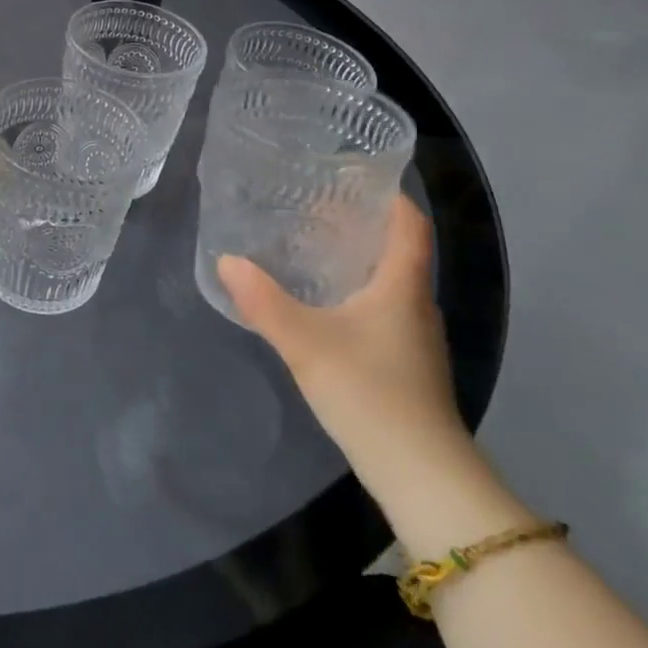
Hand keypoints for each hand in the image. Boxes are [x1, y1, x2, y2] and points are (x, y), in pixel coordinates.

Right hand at [217, 196, 474, 502]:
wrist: (420, 473)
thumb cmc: (369, 392)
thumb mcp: (305, 342)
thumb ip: (263, 301)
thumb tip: (227, 260)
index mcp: (402, 287)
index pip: (410, 225)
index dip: (390, 196)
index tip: (354, 175)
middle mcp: (415, 305)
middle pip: (398, 250)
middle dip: (361, 224)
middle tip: (313, 205)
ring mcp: (414, 338)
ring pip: (389, 281)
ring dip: (357, 259)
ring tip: (309, 245)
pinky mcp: (404, 363)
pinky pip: (382, 308)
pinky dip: (356, 291)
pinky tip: (322, 301)